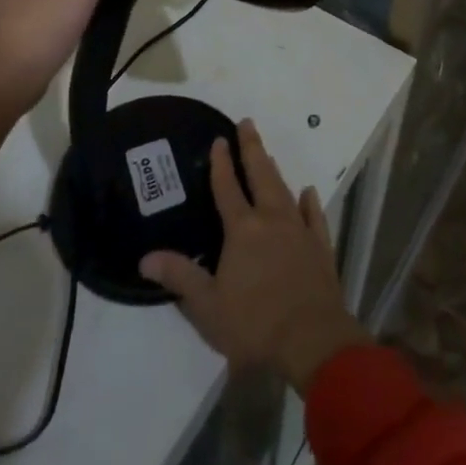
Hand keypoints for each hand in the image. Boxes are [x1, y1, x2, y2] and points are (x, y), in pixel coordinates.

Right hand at [141, 121, 369, 393]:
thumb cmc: (254, 324)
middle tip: (247, 124)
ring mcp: (299, 230)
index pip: (228, 188)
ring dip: (274, 170)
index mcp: (243, 230)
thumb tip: (145, 257)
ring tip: (268, 155)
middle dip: (252, 148)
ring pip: (284, 190)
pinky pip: (314, 216)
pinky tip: (307, 192)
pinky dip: (309, 202)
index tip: (219, 139)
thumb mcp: (207, 306)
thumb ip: (180, 277)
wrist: (311, 340)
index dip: (221, 163)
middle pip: (261, 175)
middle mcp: (272, 220)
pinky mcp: (320, 246)